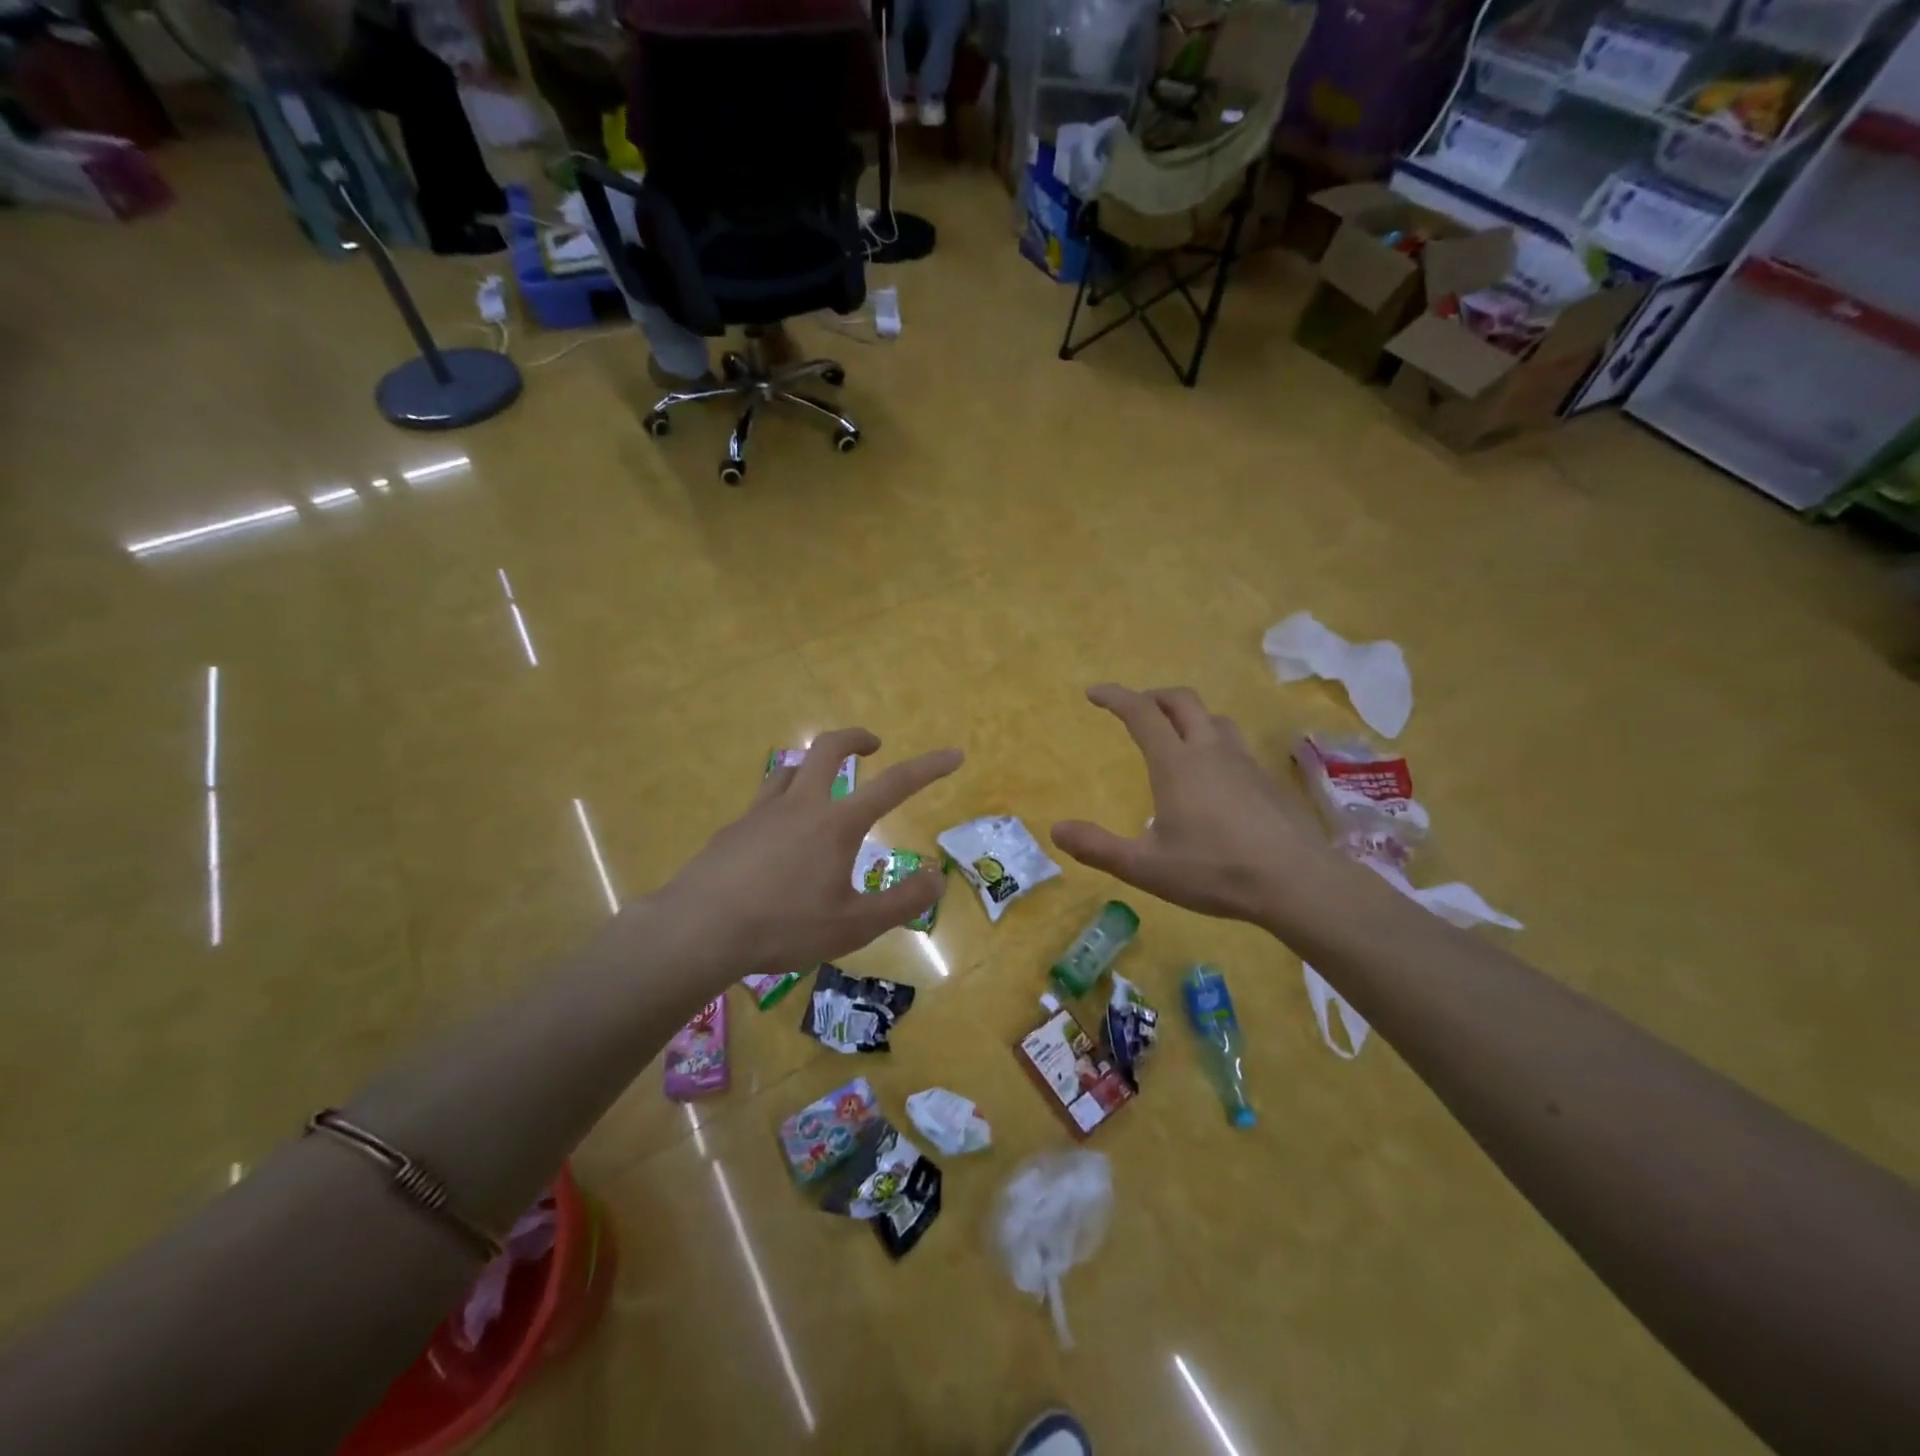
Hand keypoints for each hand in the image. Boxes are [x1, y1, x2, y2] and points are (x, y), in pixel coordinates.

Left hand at [651, 729, 962, 977]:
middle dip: (855, 737)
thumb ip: (902, 901)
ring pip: (790, 769)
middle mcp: (801, 805)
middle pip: (828, 747)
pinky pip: (764, 802)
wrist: (699, 929)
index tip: (954, 754)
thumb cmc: (785, 926)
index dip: (929, 767)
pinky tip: (778, 840)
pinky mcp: (733, 830)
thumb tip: (936, 877)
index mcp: (837, 823)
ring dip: (813, 769)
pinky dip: (782, 805)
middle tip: (873, 745)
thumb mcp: (855, 925)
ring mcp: (761, 813)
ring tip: (823, 789)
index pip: (895, 784)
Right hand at [1051, 685, 1330, 927]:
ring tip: (1175, 736)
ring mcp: (1245, 762)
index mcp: (1176, 763)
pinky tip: (1214, 775)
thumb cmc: (1215, 871)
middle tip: (1135, 709)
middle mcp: (1211, 750)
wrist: (1297, 882)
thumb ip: (1098, 848)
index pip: (1141, 713)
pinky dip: (1214, 741)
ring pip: (1214, 718)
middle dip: (1153, 697)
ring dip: (1188, 716)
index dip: (1115, 697)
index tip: (1094, 692)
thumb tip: (1056, 829)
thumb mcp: (1145, 867)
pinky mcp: (1268, 780)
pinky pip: (1235, 744)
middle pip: (1182, 701)